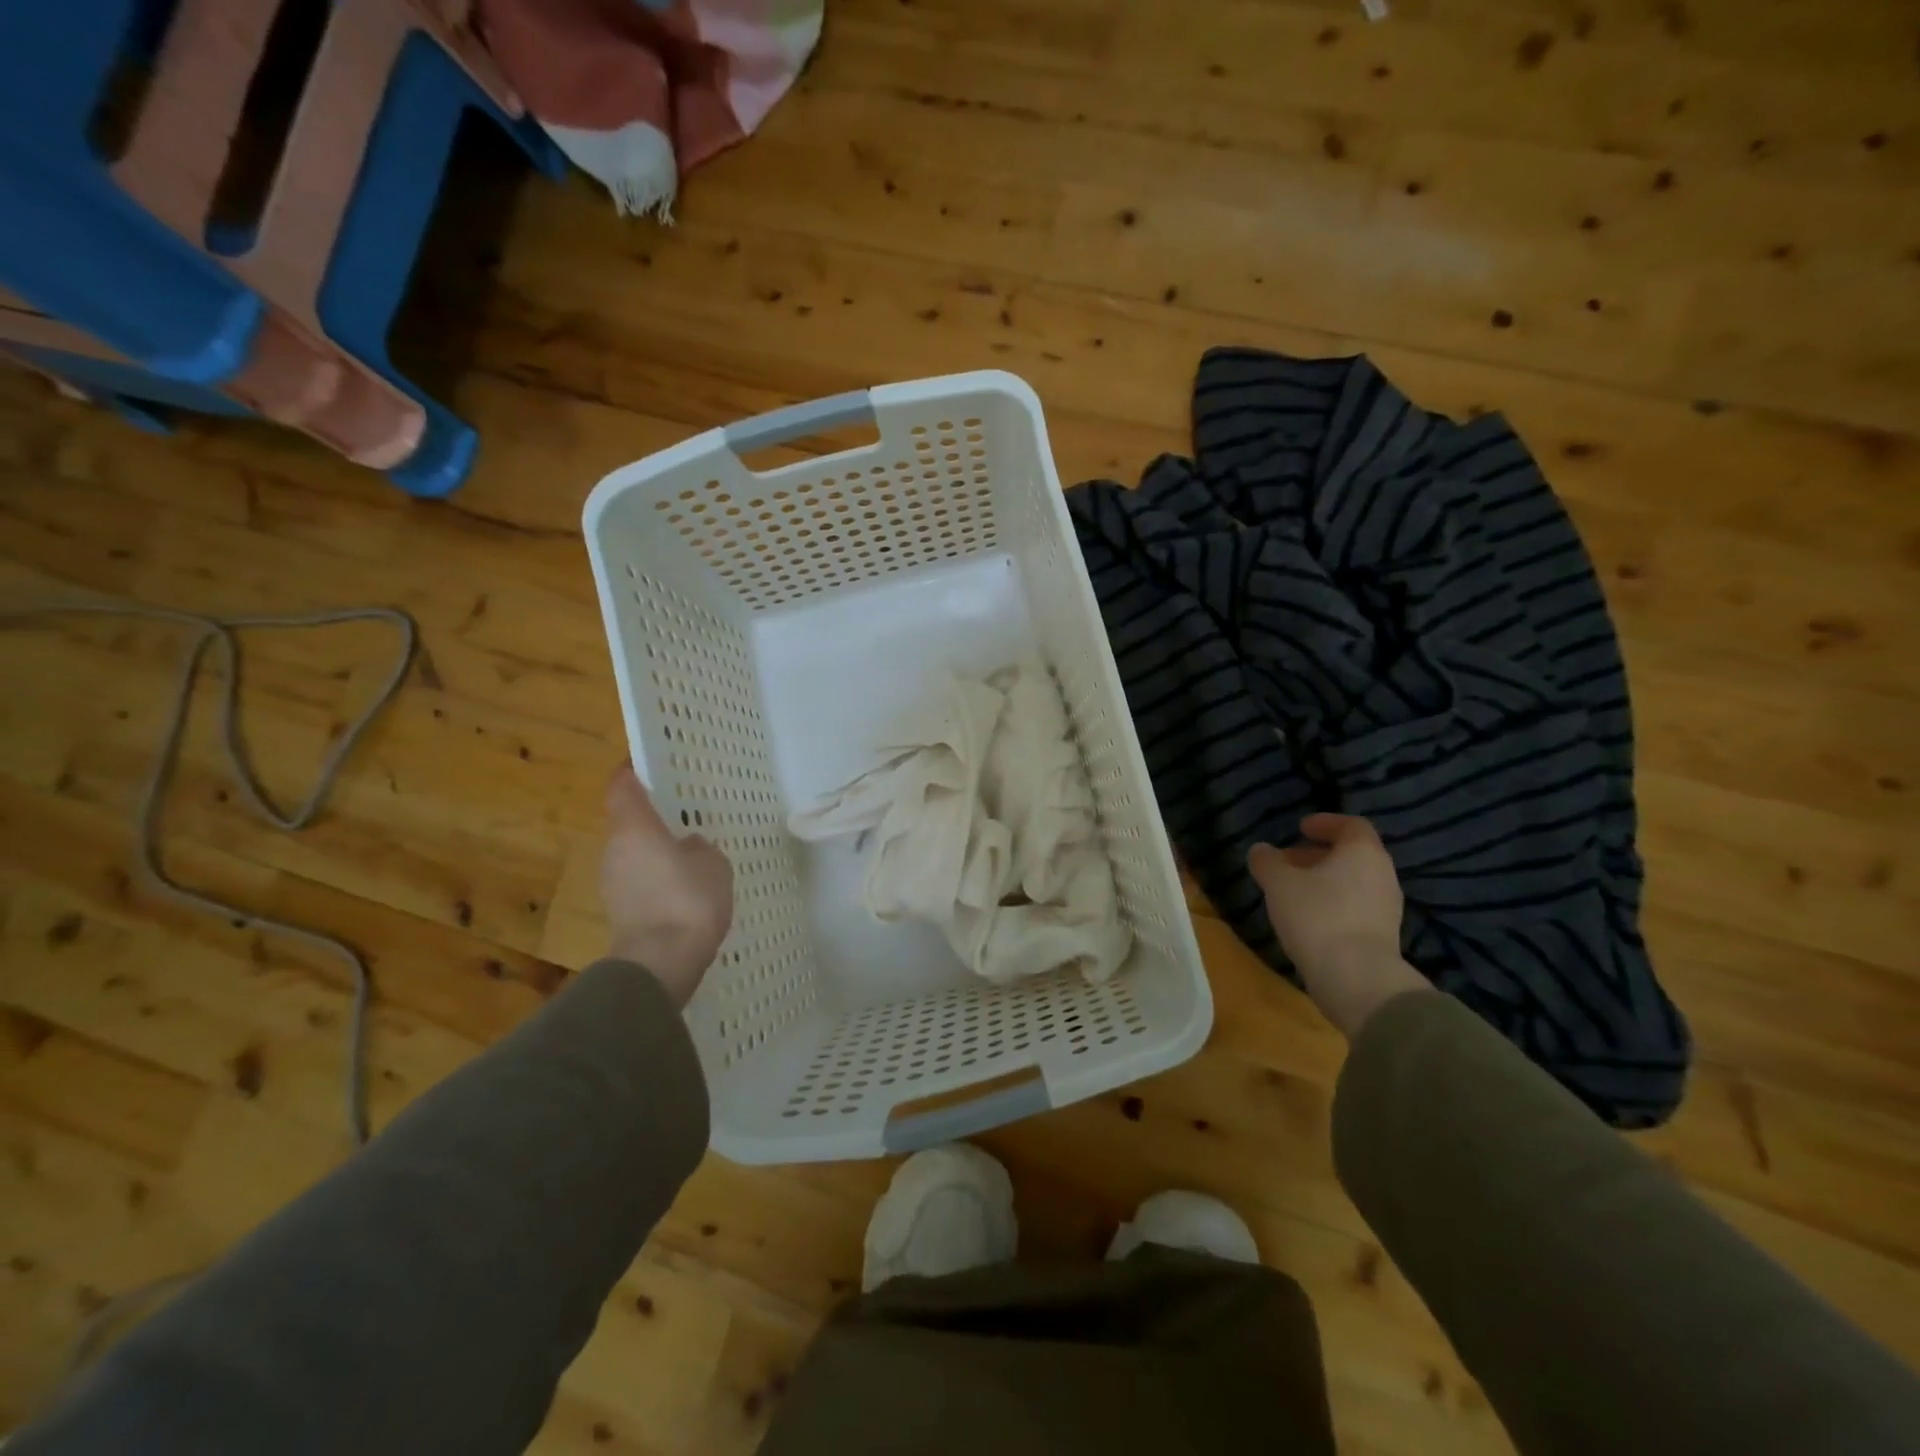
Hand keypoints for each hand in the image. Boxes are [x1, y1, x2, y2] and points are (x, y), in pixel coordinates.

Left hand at [600, 765, 733, 1005]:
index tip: (645, 763)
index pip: (622, 787)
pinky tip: (684, 891)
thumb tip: (687, 846)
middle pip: (627, 823)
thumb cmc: (688, 900)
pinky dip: (657, 880)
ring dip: (655, 853)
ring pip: (634, 855)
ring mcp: (612, 883)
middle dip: (651, 819)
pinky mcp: (619, 911)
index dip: (631, 772)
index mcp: (635, 829)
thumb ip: (699, 848)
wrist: (660, 964)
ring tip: (690, 857)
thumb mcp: (712, 864)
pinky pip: (639, 882)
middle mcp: (615, 850)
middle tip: (683, 816)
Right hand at [1248, 814, 1427, 1038]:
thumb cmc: (1317, 916)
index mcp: (1363, 852)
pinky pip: (1356, 908)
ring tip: (1292, 892)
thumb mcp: (1279, 884)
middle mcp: (1382, 874)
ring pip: (1353, 883)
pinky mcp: (1383, 936)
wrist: (1357, 979)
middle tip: (1288, 861)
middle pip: (1352, 855)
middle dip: (1318, 855)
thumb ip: (1267, 862)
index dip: (1325, 823)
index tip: (1300, 828)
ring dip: (1324, 881)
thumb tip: (1261, 850)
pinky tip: (1308, 919)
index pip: (1351, 825)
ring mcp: (1387, 908)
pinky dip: (1333, 904)